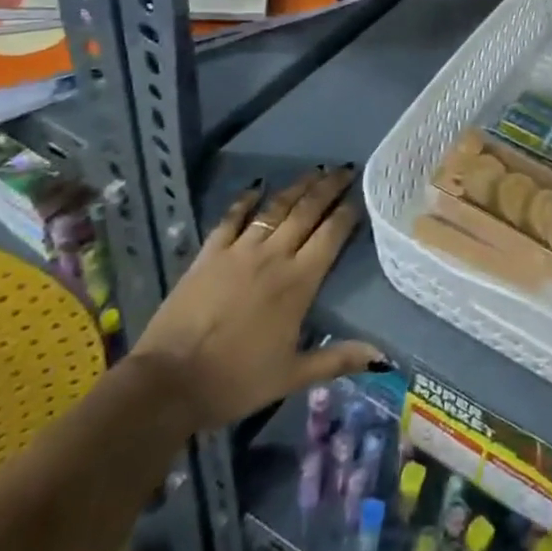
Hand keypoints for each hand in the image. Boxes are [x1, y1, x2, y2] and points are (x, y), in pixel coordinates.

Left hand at [130, 166, 381, 432]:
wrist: (169, 382)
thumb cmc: (236, 380)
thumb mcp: (293, 376)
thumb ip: (338, 359)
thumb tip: (382, 357)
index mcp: (299, 282)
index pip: (331, 236)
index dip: (348, 213)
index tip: (361, 197)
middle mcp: (273, 256)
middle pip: (307, 212)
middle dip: (328, 188)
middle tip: (345, 169)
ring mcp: (239, 251)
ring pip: (275, 209)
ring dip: (297, 187)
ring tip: (314, 171)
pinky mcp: (209, 254)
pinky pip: (231, 219)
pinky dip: (245, 201)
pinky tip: (256, 187)